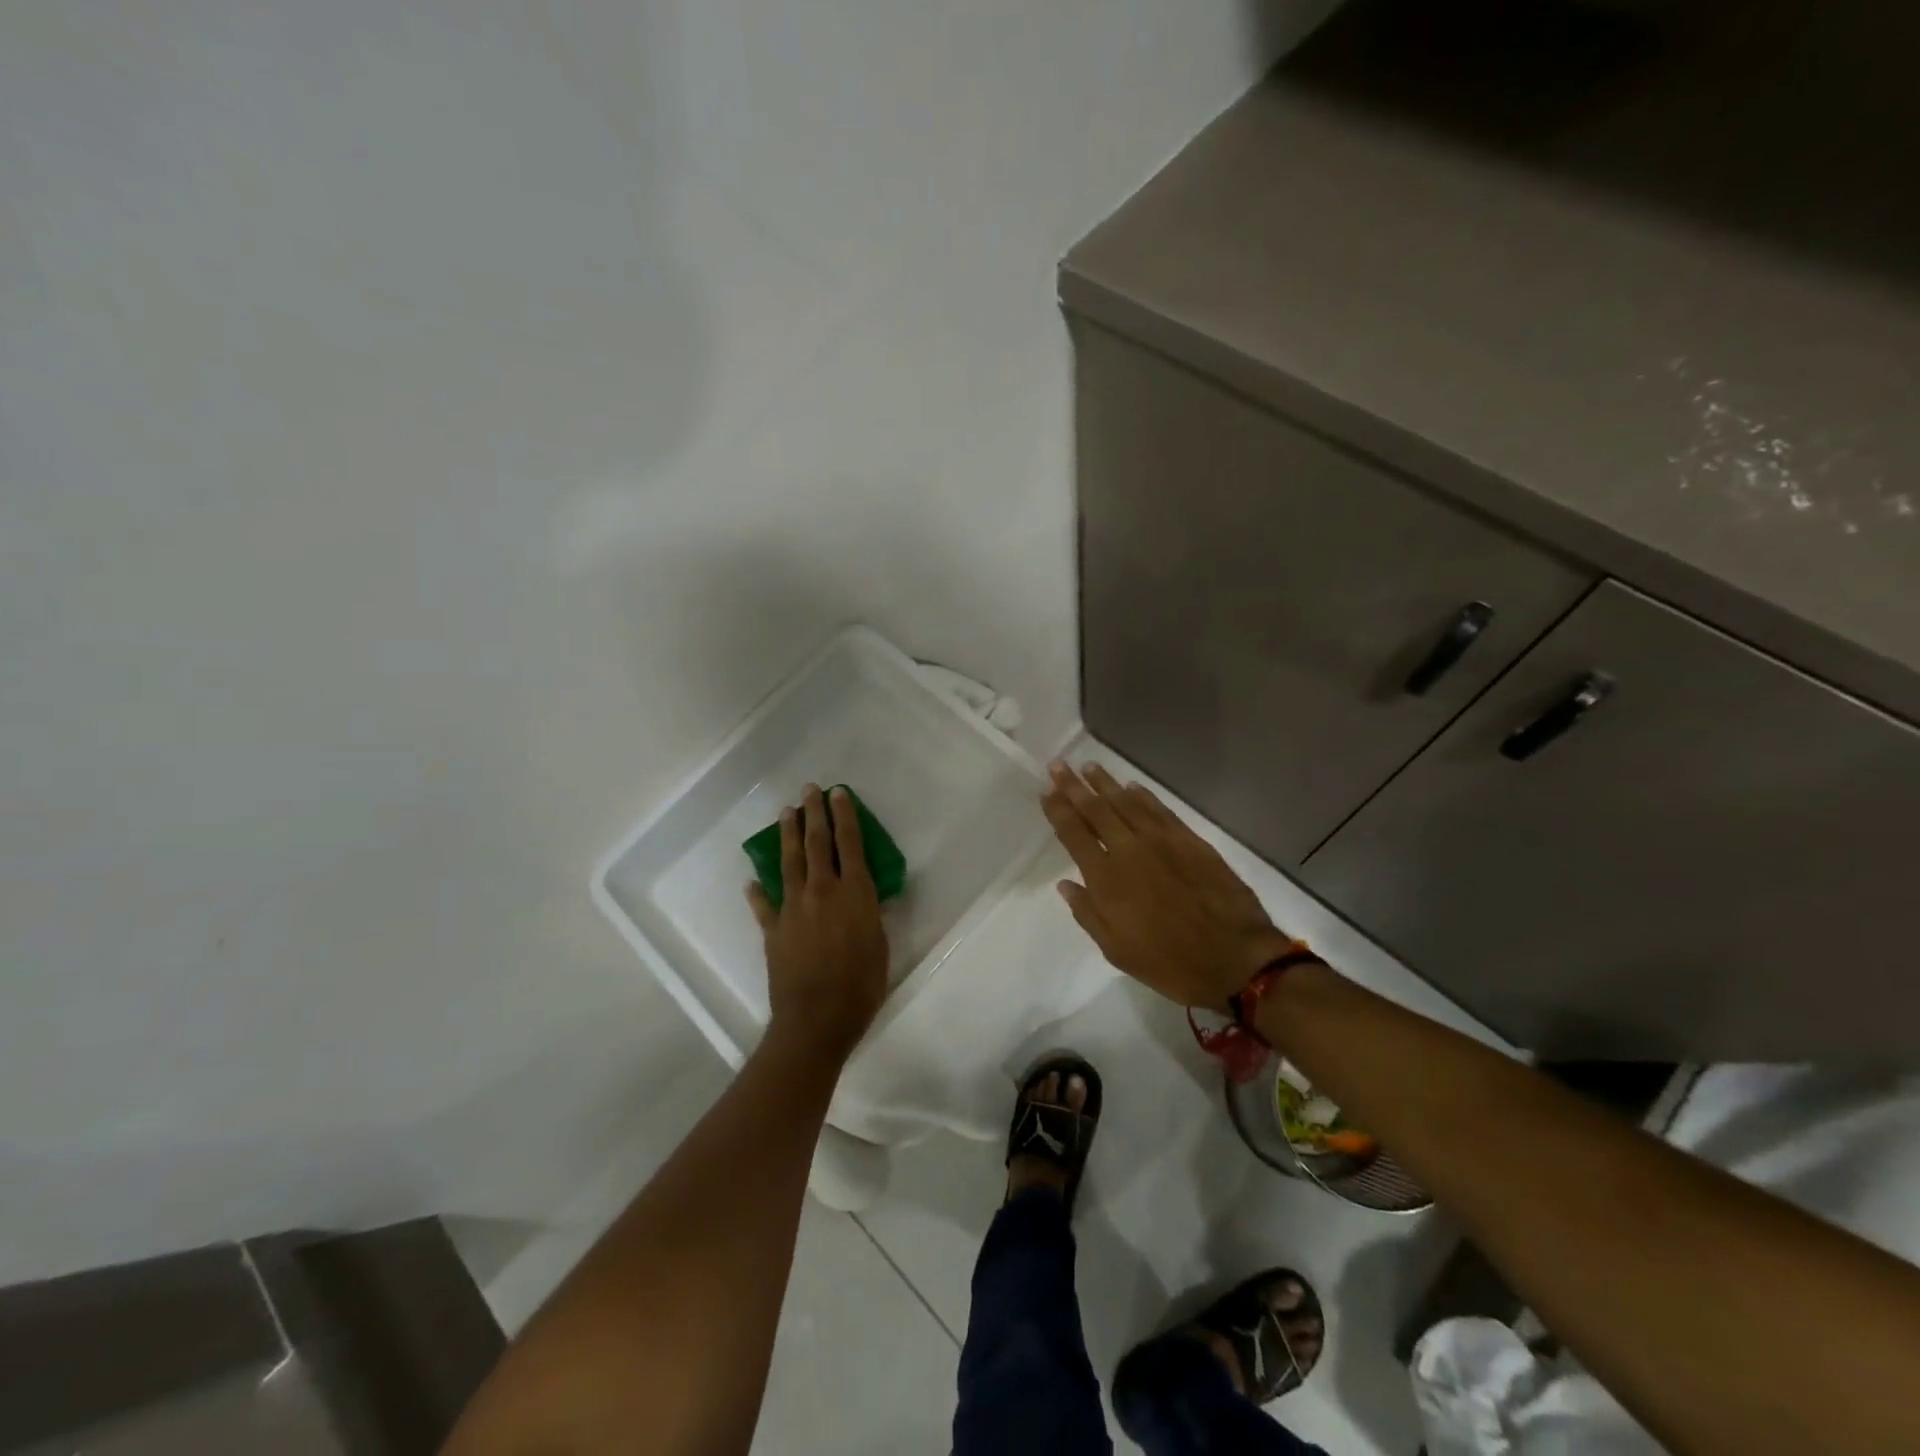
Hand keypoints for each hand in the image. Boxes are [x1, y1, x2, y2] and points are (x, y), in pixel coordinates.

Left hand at [748, 784, 890, 1062]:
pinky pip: (764, 905)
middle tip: (810, 790)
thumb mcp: (880, 945)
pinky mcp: (773, 929)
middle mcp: (822, 891)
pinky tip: (752, 881)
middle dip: (814, 814)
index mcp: (854, 893)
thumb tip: (864, 896)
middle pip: (816, 843)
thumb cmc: (861, 985)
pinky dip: (758, 893)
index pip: (849, 844)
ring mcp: (793, 908)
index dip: (844, 816)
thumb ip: (870, 914)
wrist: (817, 1019)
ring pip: (789, 862)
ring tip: (786, 813)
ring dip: (788, 835)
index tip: (838, 793)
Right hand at [1040, 762, 1296, 1012]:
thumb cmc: (1169, 962)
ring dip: (1106, 783)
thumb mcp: (1116, 951)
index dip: (1057, 810)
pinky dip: (1143, 796)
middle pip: (1095, 810)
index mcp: (1106, 879)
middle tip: (1058, 766)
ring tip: (1088, 766)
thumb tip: (1066, 884)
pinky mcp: (1190, 840)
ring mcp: (1162, 841)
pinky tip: (1132, 786)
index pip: (1074, 834)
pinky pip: (1160, 810)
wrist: (1234, 959)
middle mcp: (1130, 850)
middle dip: (1074, 786)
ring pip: (1127, 802)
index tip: (1046, 791)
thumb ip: (1088, 913)